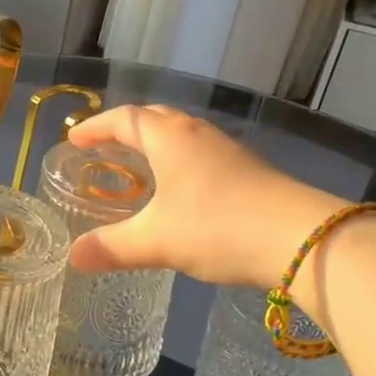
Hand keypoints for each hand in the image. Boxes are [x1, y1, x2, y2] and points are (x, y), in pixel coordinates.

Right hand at [65, 105, 344, 288]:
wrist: (302, 238)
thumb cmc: (217, 227)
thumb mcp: (157, 240)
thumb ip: (113, 247)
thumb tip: (73, 257)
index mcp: (169, 138)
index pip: (124, 119)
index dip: (96, 127)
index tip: (74, 139)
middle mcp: (197, 134)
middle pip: (155, 118)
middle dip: (126, 129)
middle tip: (104, 147)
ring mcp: (227, 150)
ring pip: (182, 134)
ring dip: (156, 143)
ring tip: (140, 165)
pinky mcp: (248, 169)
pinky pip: (201, 153)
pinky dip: (179, 161)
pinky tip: (182, 189)